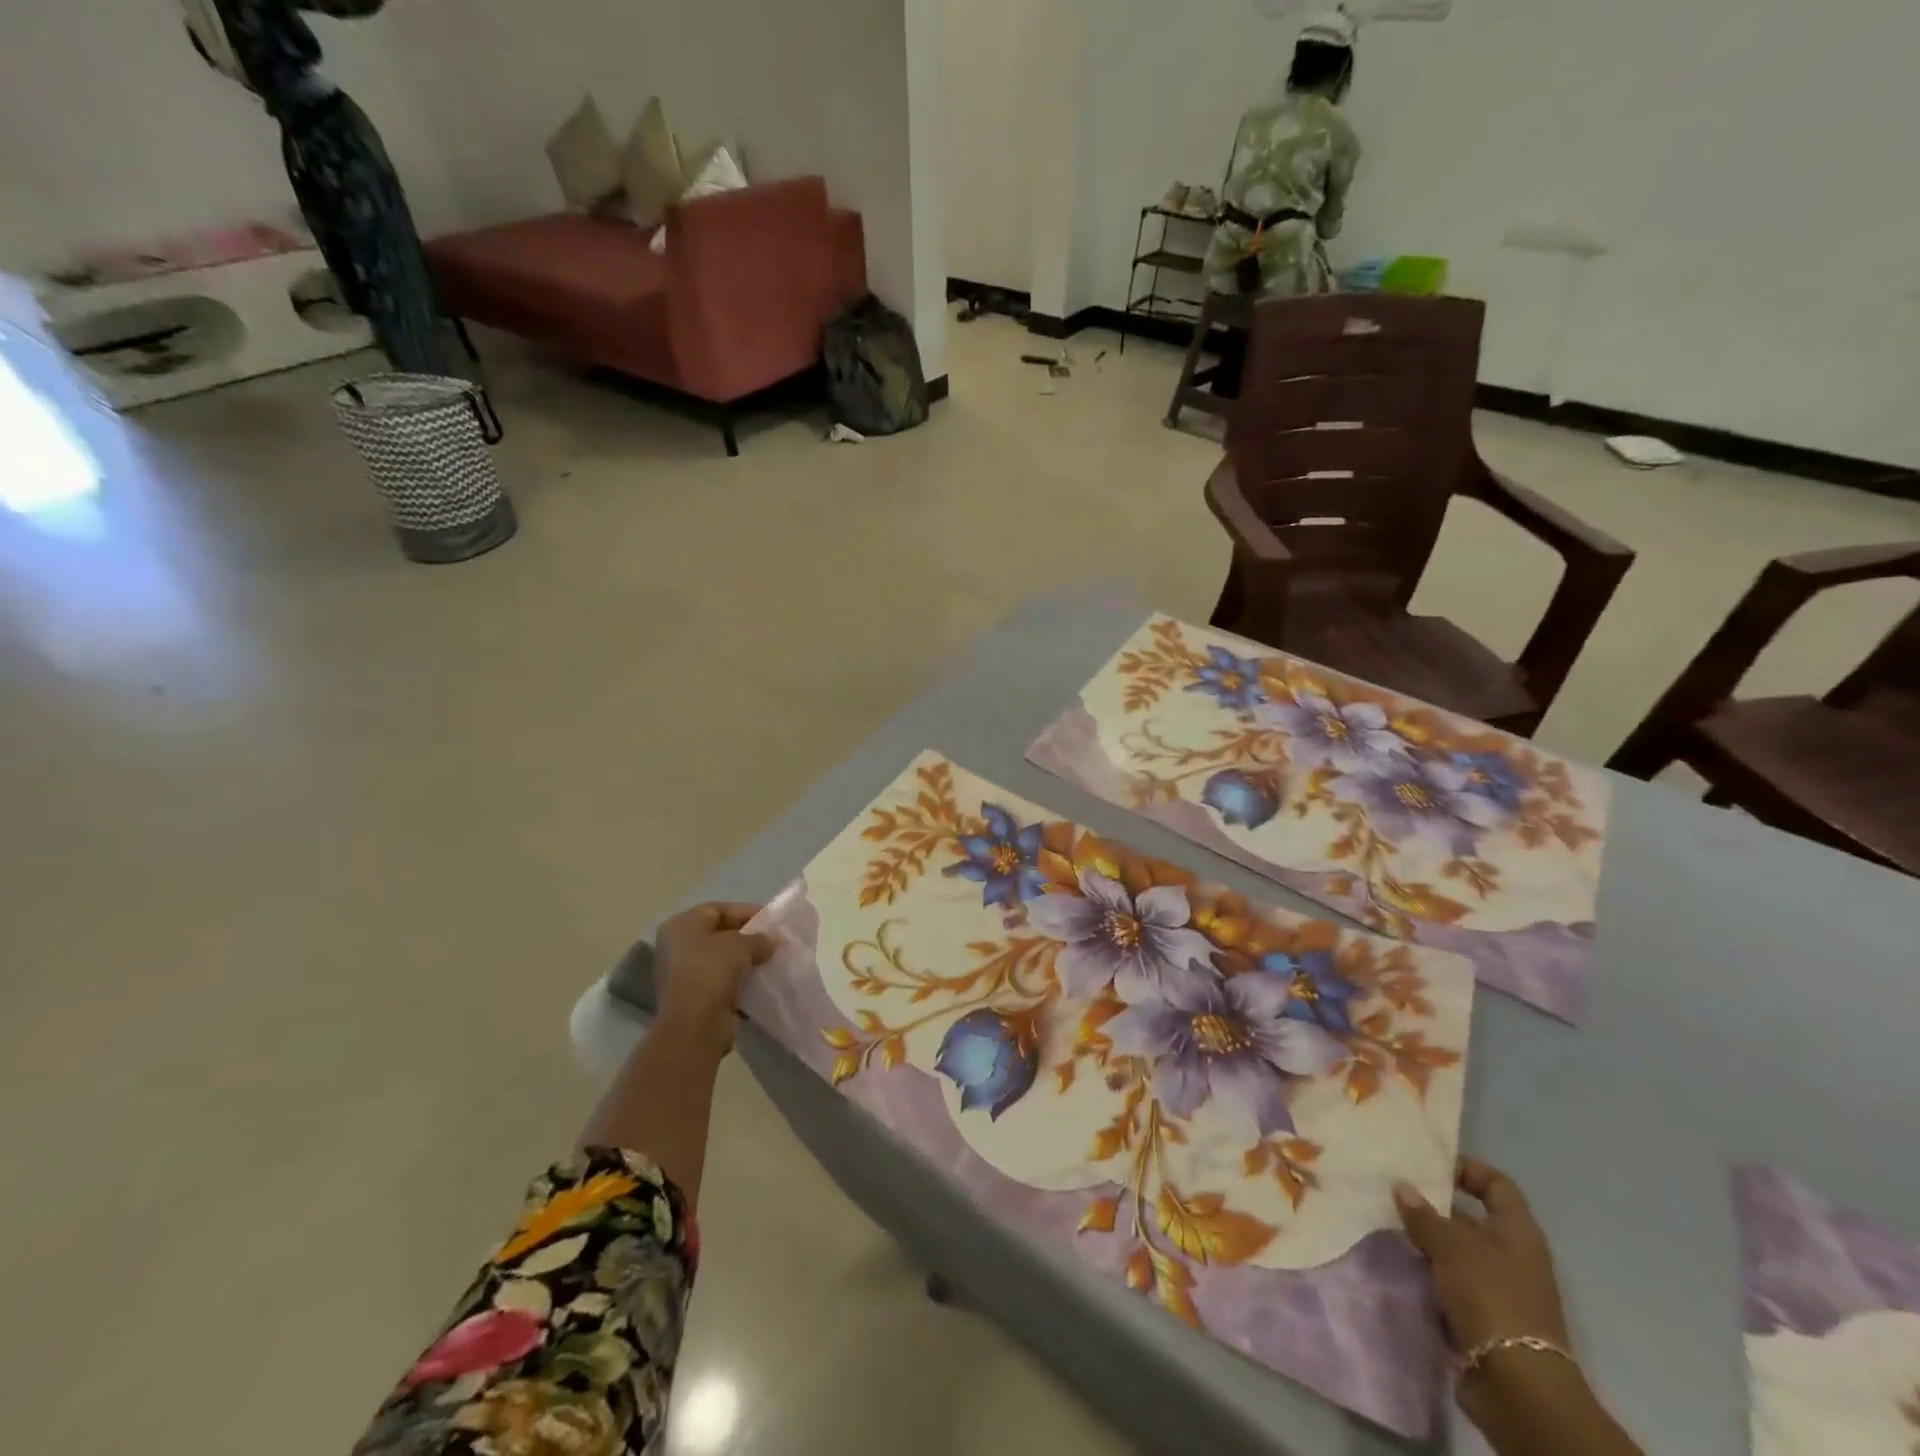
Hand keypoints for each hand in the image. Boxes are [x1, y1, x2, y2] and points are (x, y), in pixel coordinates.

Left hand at [653, 902, 774, 1053]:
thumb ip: (759, 938)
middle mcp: (676, 946)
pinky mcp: (691, 998)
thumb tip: (771, 940)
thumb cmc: (712, 970)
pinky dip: (738, 981)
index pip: (718, 909)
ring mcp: (681, 974)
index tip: (771, 920)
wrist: (694, 1022)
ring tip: (769, 961)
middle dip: (746, 937)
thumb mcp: (742, 945)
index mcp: (681, 925)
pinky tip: (758, 982)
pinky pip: (720, 981)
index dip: (746, 912)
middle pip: (718, 934)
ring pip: (720, 960)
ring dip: (743, 961)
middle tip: (772, 941)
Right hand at [1397, 1162, 1642, 1455]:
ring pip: (1457, 1252)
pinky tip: (1399, 1263)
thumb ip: (1424, 1215)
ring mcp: (1499, 1289)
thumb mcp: (1452, 1246)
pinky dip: (1429, 1273)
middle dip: (1434, 1207)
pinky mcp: (1483, 1317)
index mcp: (1517, 1232)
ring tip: (1387, 1226)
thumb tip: (1403, 1188)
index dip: (1467, 1169)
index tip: (1428, 1166)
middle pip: (1472, 1218)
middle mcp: (1512, 1256)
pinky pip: (1451, 1282)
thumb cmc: (1491, 1298)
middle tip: (1393, 1194)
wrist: (1517, 1385)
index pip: (1497, 1184)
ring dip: (1427, 1242)